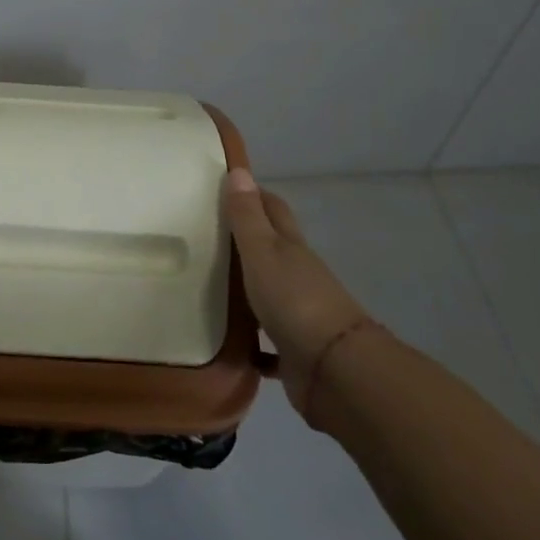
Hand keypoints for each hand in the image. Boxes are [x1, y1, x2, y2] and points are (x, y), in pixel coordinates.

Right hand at [224, 168, 372, 414]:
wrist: (334, 369)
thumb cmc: (294, 299)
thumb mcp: (263, 251)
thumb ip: (248, 216)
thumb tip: (239, 169)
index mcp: (291, 248)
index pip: (273, 210)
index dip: (254, 196)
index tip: (226, 186)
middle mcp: (297, 276)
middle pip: (272, 250)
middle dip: (245, 241)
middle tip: (205, 236)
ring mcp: (299, 314)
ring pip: (268, 295)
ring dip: (246, 291)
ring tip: (206, 287)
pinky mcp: (294, 351)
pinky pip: (267, 344)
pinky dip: (252, 342)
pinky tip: (229, 342)